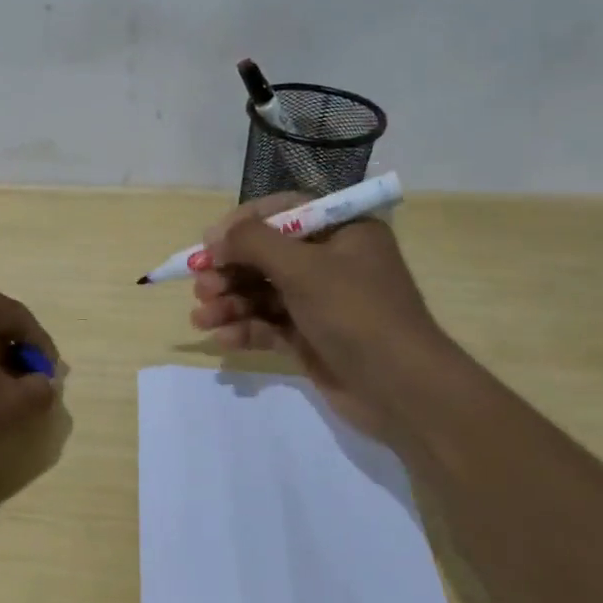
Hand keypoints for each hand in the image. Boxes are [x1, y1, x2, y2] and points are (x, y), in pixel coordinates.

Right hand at [189, 193, 463, 446]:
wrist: (402, 389)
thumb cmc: (356, 312)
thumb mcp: (303, 267)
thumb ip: (253, 243)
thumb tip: (214, 237)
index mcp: (342, 231)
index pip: (283, 212)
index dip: (242, 225)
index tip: (209, 243)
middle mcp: (332, 261)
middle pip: (267, 255)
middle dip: (230, 271)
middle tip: (201, 286)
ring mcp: (322, 302)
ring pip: (263, 292)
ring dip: (230, 302)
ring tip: (202, 317)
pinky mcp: (312, 338)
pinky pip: (270, 325)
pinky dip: (245, 329)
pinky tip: (222, 338)